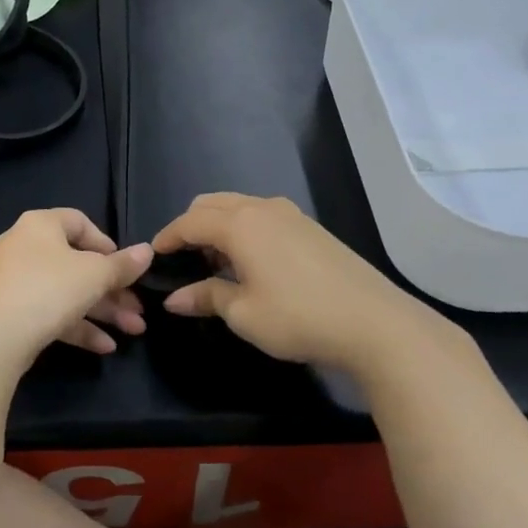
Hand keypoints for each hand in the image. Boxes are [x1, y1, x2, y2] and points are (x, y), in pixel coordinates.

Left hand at [0, 209, 152, 363]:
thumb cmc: (49, 289)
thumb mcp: (95, 275)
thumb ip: (123, 265)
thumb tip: (148, 251)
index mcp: (40, 226)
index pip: (78, 222)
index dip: (106, 243)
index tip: (125, 266)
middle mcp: (23, 247)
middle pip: (77, 264)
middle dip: (113, 290)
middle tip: (138, 311)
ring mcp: (13, 282)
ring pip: (66, 292)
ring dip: (102, 311)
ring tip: (132, 331)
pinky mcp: (9, 312)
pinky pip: (49, 312)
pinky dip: (77, 326)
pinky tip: (105, 347)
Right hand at [153, 193, 467, 373]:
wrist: (374, 323)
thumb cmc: (298, 317)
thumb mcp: (243, 313)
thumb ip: (205, 297)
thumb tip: (173, 298)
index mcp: (240, 224)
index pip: (189, 222)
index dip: (167, 237)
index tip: (153, 256)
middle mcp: (263, 209)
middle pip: (212, 204)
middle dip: (190, 226)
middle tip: (183, 259)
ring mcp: (291, 214)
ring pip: (239, 206)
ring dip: (219, 225)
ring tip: (215, 262)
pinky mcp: (311, 228)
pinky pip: (263, 215)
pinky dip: (244, 228)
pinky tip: (251, 262)